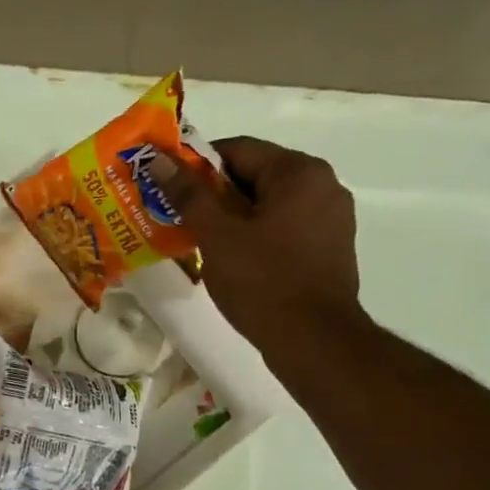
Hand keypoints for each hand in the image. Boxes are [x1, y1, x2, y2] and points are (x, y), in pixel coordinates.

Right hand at [154, 136, 363, 350]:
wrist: (313, 340)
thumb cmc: (262, 281)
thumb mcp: (217, 236)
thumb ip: (189, 195)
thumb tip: (159, 161)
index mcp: (299, 172)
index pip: (237, 149)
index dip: (196, 165)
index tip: (168, 189)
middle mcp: (322, 185)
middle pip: (254, 175)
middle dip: (212, 193)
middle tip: (176, 216)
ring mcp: (331, 218)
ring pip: (267, 204)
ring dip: (231, 216)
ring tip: (198, 240)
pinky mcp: (329, 247)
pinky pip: (283, 227)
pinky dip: (254, 234)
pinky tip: (231, 258)